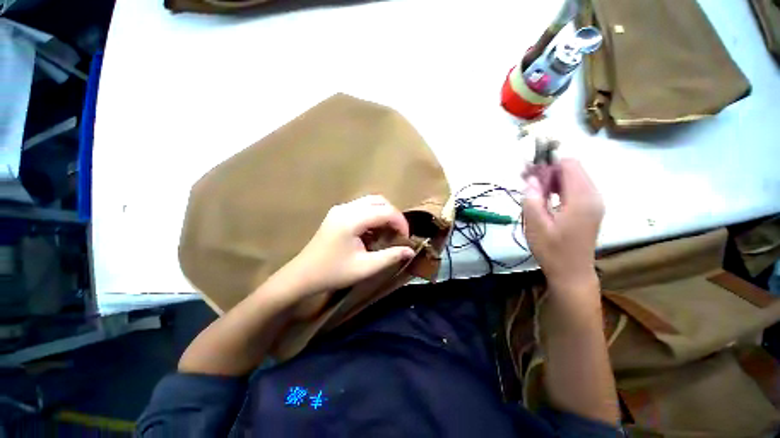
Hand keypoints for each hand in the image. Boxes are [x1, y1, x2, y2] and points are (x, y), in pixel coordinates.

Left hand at [283, 195, 415, 295]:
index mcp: (352, 220)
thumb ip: (390, 257)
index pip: (386, 211)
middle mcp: (346, 208)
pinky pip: (362, 207)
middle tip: (398, 234)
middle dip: (393, 215)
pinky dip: (373, 215)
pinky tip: (373, 232)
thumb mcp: (365, 268)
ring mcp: (340, 209)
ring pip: (371, 202)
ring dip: (383, 214)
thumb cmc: (334, 273)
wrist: (303, 275)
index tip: (406, 238)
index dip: (401, 222)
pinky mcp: (338, 213)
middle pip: (379, 201)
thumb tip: (411, 251)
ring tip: (388, 232)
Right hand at [523, 159, 603, 295]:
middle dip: (548, 170)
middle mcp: (593, 196)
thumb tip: (531, 178)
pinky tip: (544, 197)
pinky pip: (574, 188)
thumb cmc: (552, 250)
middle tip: (525, 179)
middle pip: (572, 169)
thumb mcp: (536, 225)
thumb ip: (532, 199)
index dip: (548, 164)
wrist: (572, 273)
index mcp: (581, 199)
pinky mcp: (590, 209)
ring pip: (573, 177)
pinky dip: (558, 187)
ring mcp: (593, 202)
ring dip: (552, 179)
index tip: (527, 172)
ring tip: (531, 189)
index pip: (569, 165)